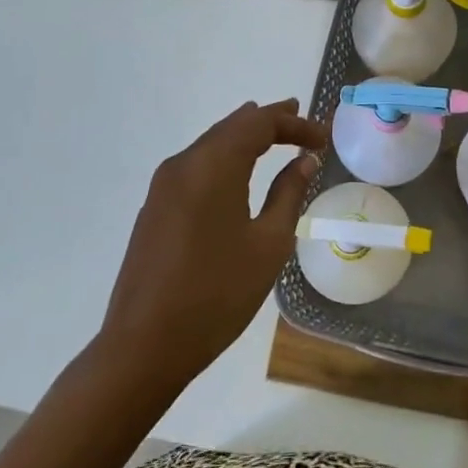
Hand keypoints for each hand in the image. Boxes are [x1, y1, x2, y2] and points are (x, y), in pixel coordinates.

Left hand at [101, 98, 326, 384]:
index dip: (295, 124)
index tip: (323, 137)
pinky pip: (196, 165)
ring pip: (212, 143)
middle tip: (302, 120)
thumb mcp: (268, 244)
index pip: (259, 123)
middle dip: (269, 121)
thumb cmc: (217, 294)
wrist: (144, 346)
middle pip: (232, 126)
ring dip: (245, 137)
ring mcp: (163, 186)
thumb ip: (288, 193)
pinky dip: (225, 156)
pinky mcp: (155, 208)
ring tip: (275, 135)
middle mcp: (184, 164)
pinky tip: (238, 169)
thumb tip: (305, 160)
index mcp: (213, 166)